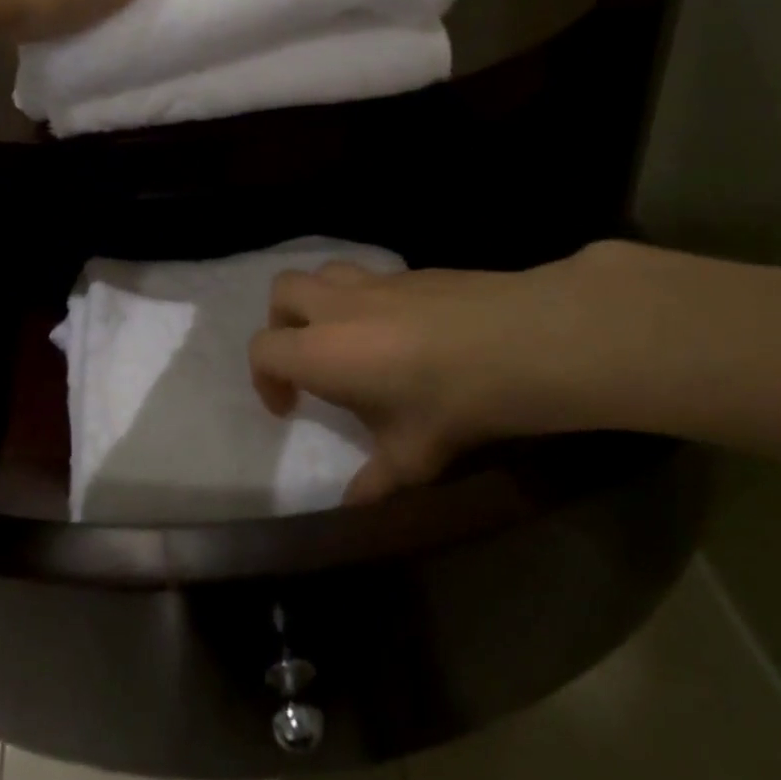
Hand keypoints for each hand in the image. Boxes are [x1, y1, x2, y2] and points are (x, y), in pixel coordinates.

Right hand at [249, 247, 634, 503]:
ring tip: (347, 335)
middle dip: (282, 323)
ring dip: (321, 301)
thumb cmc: (450, 404)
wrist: (517, 343)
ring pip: (325, 272)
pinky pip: (372, 276)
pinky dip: (367, 298)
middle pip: (283, 291)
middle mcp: (338, 307)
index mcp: (321, 351)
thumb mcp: (412, 458)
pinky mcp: (412, 270)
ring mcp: (376, 281)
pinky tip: (402, 329)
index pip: (263, 349)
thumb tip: (352, 509)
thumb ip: (374, 482)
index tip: (290, 406)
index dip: (266, 379)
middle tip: (307, 358)